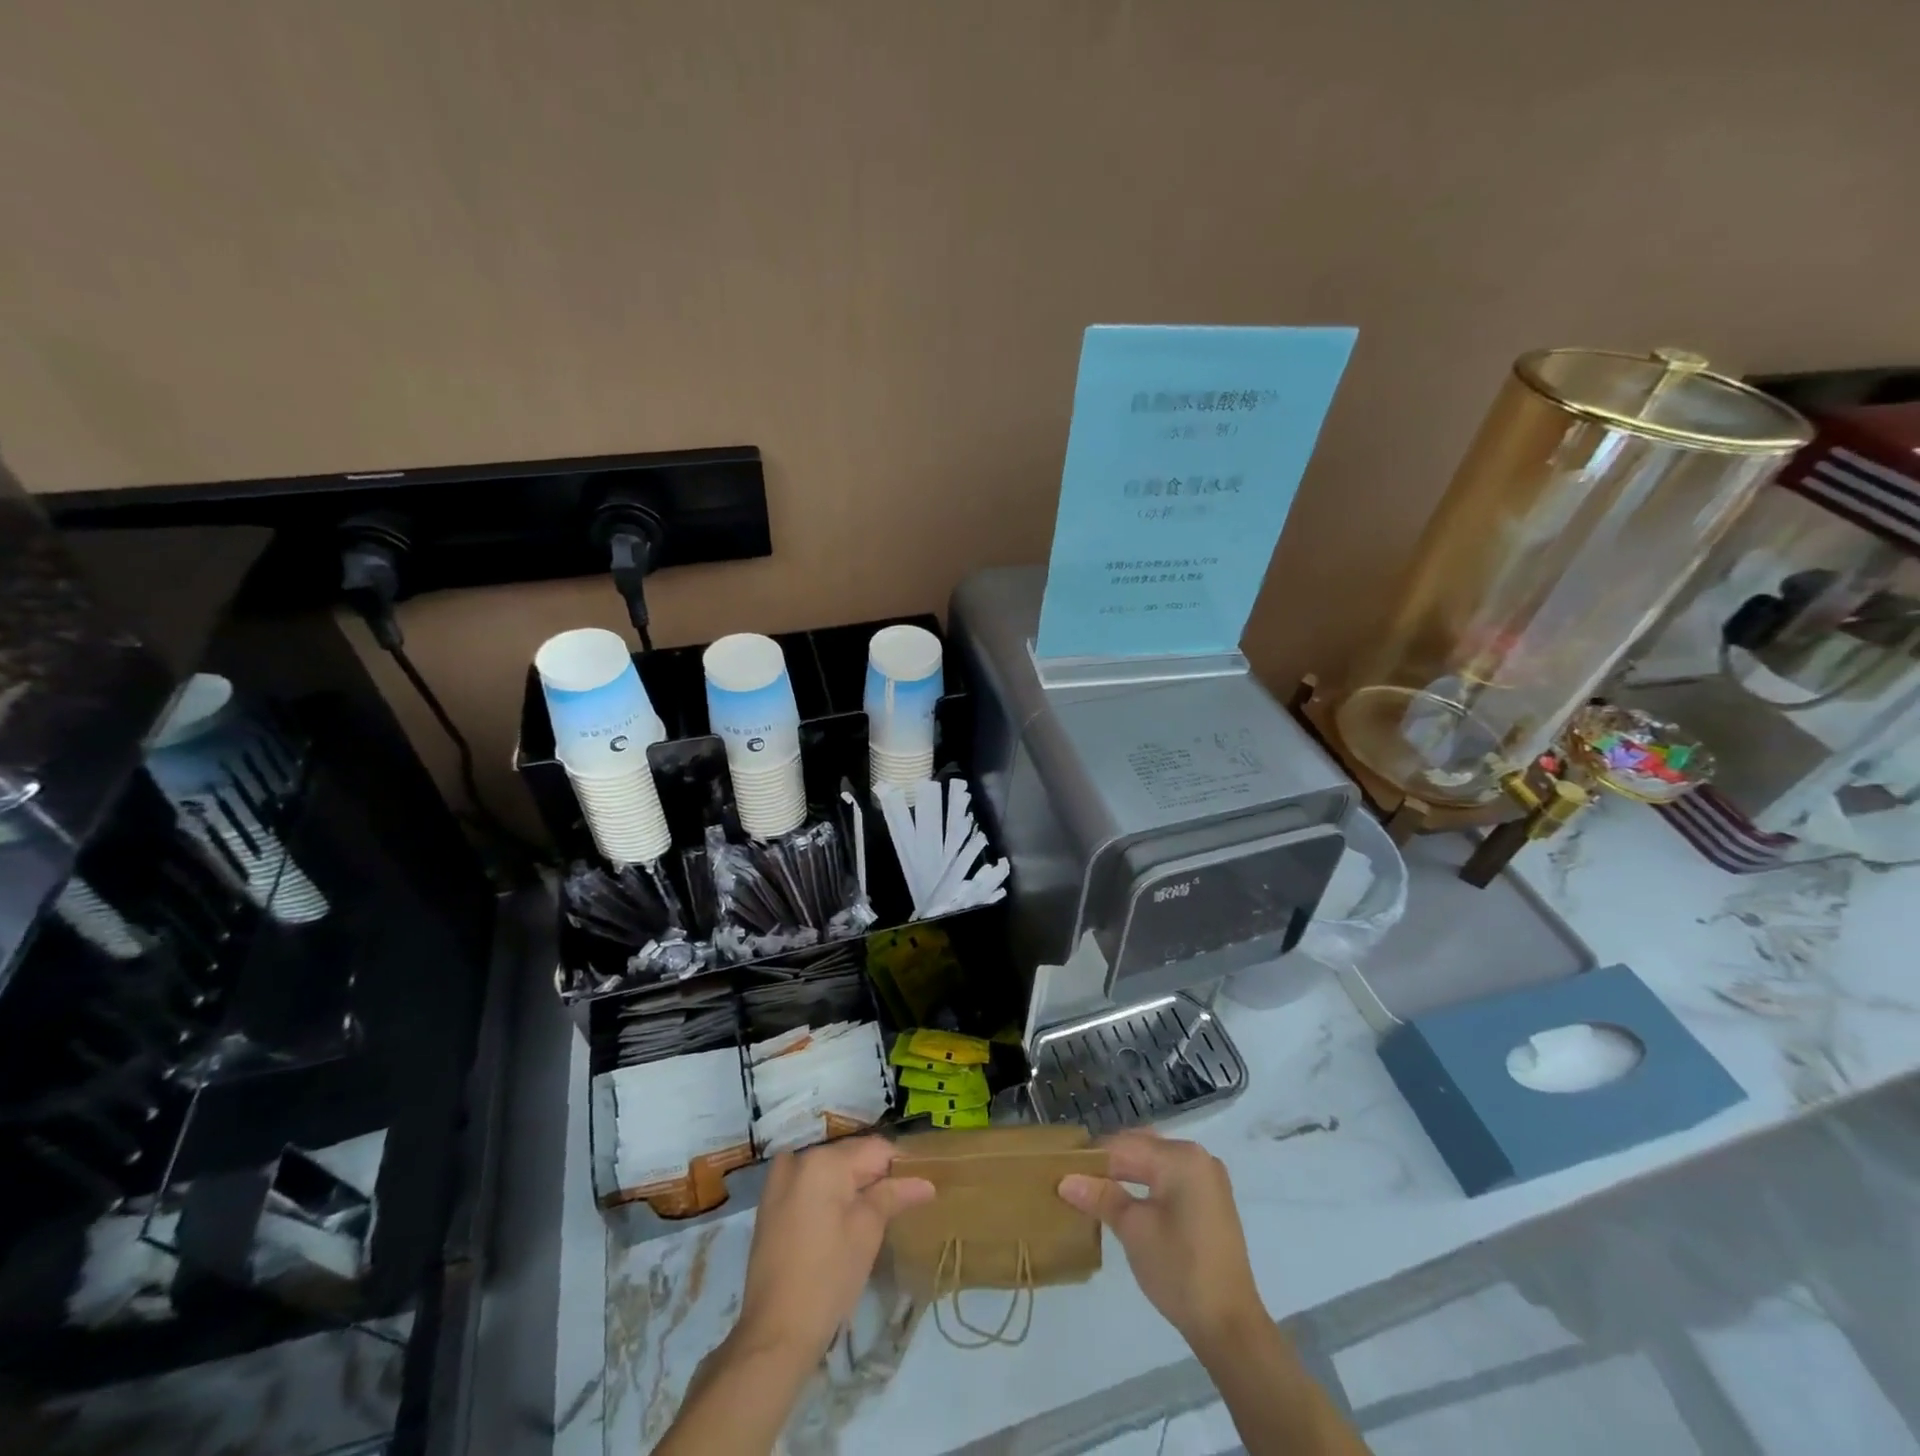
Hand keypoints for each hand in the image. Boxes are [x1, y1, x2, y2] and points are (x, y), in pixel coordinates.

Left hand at [730, 1137, 934, 1369]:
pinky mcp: (770, 1205)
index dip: (900, 1166)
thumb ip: (893, 1195)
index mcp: (824, 1160)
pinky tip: (842, 1218)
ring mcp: (779, 1181)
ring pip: (830, 1169)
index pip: (875, 1149)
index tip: (918, 1188)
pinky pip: (809, 1184)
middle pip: (850, 1155)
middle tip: (900, 1203)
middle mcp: (799, 1160)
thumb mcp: (867, 1232)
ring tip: (874, 1212)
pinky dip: (829, 1193)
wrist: (774, 1334)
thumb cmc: (828, 1279)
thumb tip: (926, 1182)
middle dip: (876, 1175)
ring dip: (852, 1184)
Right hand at [1058, 1130, 1265, 1354]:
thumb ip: (1100, 1197)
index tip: (1062, 1169)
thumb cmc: (1179, 1270)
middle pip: (1141, 1148)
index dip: (1091, 1157)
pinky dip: (1147, 1183)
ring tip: (1094, 1189)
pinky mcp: (1211, 1199)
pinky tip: (1126, 1198)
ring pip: (1155, 1161)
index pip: (1124, 1146)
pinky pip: (1170, 1177)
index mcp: (1180, 1157)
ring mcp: (1208, 1177)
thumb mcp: (1133, 1230)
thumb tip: (1065, 1180)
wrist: (1230, 1325)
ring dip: (1126, 1172)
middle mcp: (1198, 1156)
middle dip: (1108, 1162)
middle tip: (1075, 1179)